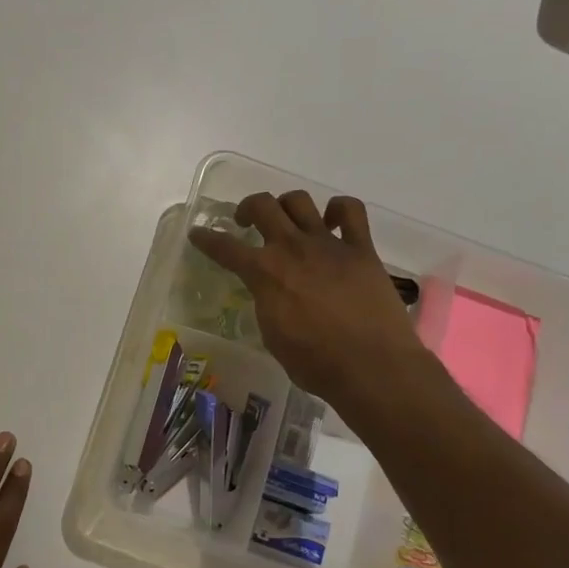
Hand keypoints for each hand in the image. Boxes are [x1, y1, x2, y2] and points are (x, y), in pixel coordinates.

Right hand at [189, 191, 451, 422]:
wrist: (371, 366)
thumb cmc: (315, 363)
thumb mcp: (273, 336)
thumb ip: (266, 303)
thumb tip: (270, 292)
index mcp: (265, 273)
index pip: (225, 247)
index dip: (206, 238)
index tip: (198, 233)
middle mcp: (292, 248)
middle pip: (262, 206)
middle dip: (248, 208)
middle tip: (246, 221)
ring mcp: (328, 244)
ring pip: (300, 201)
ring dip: (288, 206)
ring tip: (288, 220)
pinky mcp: (361, 248)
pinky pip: (351, 211)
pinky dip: (338, 210)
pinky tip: (333, 222)